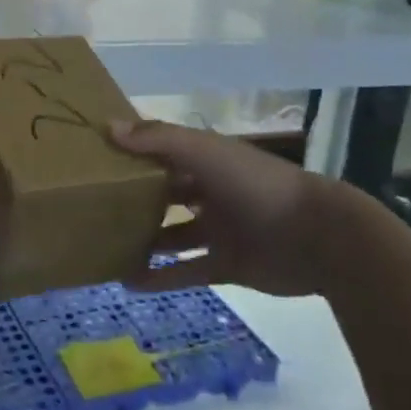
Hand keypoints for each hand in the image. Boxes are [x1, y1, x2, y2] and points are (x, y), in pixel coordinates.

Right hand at [111, 119, 384, 296]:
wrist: (319, 237)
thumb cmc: (257, 184)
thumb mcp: (205, 152)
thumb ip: (159, 139)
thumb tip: (109, 127)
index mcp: (206, 160)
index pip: (162, 152)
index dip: (133, 154)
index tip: (95, 159)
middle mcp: (210, 191)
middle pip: (165, 194)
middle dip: (133, 199)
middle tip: (91, 207)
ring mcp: (219, 230)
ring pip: (172, 234)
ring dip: (143, 241)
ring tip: (104, 247)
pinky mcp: (226, 265)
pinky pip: (186, 270)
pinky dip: (160, 277)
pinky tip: (128, 282)